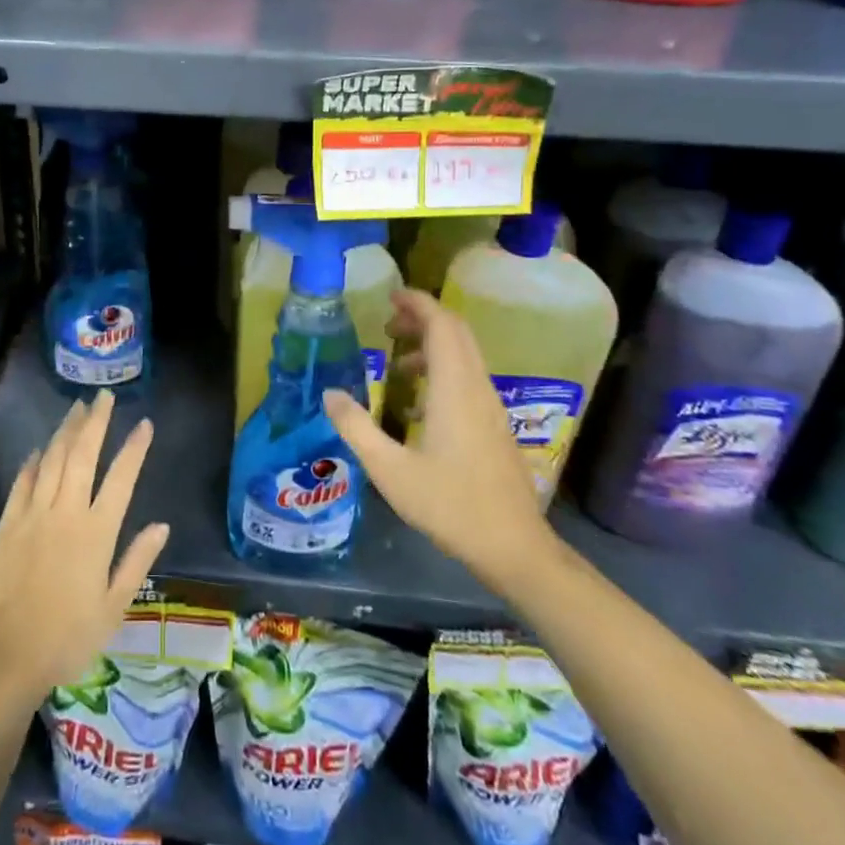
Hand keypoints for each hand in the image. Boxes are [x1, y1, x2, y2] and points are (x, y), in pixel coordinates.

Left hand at [0, 391, 169, 714]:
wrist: (4, 658)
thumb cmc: (67, 639)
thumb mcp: (113, 608)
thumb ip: (137, 562)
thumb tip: (162, 525)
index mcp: (96, 532)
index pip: (121, 478)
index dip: (135, 448)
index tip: (145, 423)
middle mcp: (66, 512)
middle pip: (83, 455)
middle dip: (95, 422)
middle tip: (103, 396)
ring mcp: (33, 514)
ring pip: (52, 460)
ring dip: (65, 431)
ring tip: (77, 409)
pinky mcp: (8, 524)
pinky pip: (22, 482)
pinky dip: (32, 462)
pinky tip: (38, 450)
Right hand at [324, 289, 559, 592]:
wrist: (514, 548)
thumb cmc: (450, 506)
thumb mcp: (390, 470)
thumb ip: (356, 428)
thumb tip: (330, 393)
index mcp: (454, 389)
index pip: (441, 325)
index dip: (417, 303)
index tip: (390, 296)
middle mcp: (476, 388)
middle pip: (456, 333)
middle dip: (423, 319)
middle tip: (387, 323)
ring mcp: (490, 407)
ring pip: (465, 356)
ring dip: (432, 346)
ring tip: (397, 361)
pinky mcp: (495, 426)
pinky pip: (469, 379)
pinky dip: (443, 371)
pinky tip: (417, 405)